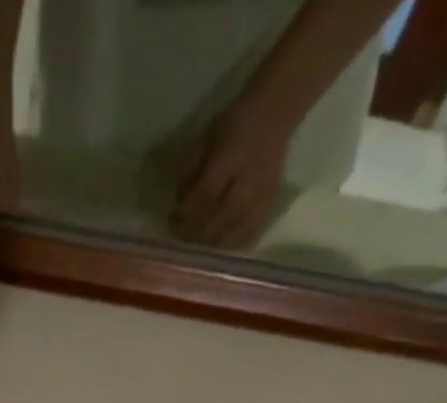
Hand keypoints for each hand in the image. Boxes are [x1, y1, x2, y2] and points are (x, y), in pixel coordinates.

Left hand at [170, 99, 291, 249]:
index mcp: (232, 156)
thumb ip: (191, 169)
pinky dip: (231, 244)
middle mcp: (249, 179)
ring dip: (210, 242)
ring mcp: (262, 195)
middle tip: (179, 235)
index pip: (206, 193)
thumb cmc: (234, 124)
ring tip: (196, 242)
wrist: (275, 113)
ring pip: (233, 232)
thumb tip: (179, 202)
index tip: (172, 219)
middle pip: (219, 218)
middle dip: (195, 231)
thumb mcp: (206, 137)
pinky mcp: (270, 204)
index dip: (187, 211)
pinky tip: (218, 246)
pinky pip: (249, 234)